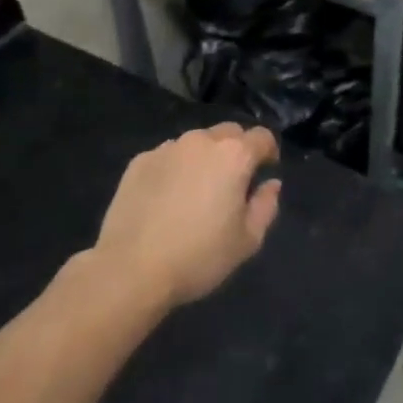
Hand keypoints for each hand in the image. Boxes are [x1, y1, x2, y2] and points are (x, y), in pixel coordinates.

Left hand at [94, 123, 281, 305]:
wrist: (131, 269)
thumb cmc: (198, 257)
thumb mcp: (247, 241)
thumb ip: (265, 206)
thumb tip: (271, 184)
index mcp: (234, 156)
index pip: (262, 137)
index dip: (268, 151)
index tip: (265, 171)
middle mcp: (201, 141)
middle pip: (229, 132)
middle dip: (237, 150)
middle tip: (233, 182)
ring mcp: (167, 148)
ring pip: (196, 142)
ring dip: (204, 157)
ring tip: (196, 190)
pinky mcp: (139, 161)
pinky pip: (168, 156)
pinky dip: (175, 168)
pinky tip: (167, 198)